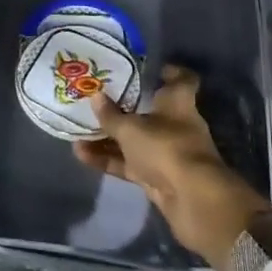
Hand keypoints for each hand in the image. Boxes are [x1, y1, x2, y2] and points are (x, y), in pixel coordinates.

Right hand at [74, 66, 268, 270]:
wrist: (193, 202)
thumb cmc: (166, 147)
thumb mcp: (131, 129)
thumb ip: (111, 115)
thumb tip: (95, 96)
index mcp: (179, 102)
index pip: (182, 80)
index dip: (169, 72)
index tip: (146, 68)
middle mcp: (176, 125)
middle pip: (151, 111)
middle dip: (125, 108)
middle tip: (97, 100)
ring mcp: (168, 153)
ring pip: (136, 141)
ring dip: (110, 138)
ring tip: (79, 131)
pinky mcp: (158, 179)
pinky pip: (130, 165)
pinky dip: (109, 160)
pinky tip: (82, 156)